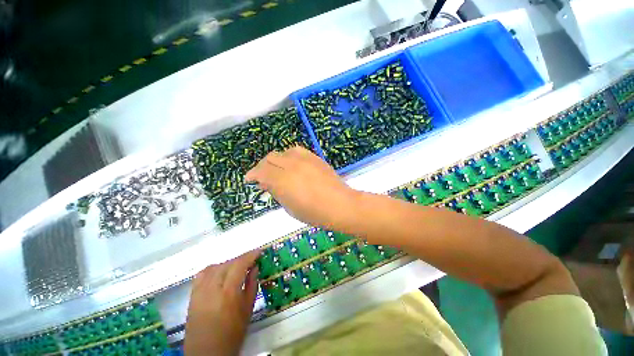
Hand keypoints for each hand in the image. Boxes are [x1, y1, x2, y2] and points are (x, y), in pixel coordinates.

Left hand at [184, 250, 259, 355]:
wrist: (207, 354)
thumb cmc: (232, 334)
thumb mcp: (248, 310)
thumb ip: (252, 285)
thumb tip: (255, 267)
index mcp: (228, 294)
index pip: (239, 265)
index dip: (250, 255)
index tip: (259, 251)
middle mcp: (212, 289)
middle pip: (227, 264)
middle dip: (241, 259)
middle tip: (251, 261)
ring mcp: (200, 292)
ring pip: (215, 267)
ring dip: (228, 263)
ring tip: (237, 267)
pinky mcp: (192, 296)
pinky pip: (202, 274)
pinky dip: (213, 268)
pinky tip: (220, 271)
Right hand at [245, 146, 357, 227]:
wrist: (340, 204)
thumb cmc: (314, 213)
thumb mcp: (290, 208)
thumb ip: (276, 192)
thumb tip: (266, 183)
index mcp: (283, 180)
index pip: (261, 171)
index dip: (252, 174)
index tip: (250, 179)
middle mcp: (291, 165)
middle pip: (270, 158)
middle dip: (263, 166)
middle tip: (263, 176)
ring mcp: (304, 159)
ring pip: (283, 152)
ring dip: (276, 160)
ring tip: (278, 169)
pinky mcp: (314, 157)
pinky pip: (297, 151)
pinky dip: (289, 157)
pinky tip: (292, 165)